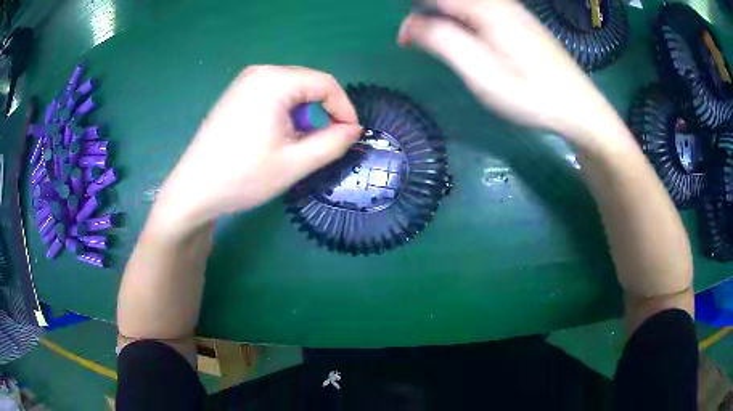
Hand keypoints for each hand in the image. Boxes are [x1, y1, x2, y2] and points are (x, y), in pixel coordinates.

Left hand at [153, 65, 361, 235]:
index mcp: (274, 81)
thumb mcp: (295, 163)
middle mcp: (259, 73)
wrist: (193, 191)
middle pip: (308, 84)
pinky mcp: (235, 96)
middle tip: (324, 143)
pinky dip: (285, 114)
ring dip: (303, 115)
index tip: (351, 135)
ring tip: (298, 145)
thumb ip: (333, 143)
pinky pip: (273, 96)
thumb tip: (354, 130)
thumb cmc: (243, 176)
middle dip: (323, 112)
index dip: (344, 108)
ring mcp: (244, 83)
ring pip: (291, 91)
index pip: (325, 83)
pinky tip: (276, 138)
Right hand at [398, 0, 619, 142]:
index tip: (403, 39)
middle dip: (428, 14)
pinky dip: (463, 19)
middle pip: (451, 0)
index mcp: (484, 8)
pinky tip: (467, 38)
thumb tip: (407, 25)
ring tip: (439, 42)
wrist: (579, 107)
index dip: (413, 13)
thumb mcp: (480, 72)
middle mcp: (498, 1)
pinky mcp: (520, 21)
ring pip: (465, 4)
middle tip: (418, 43)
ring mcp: (512, 9)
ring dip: (445, 17)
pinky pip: (481, 8)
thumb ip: (442, 41)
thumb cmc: (530, 94)